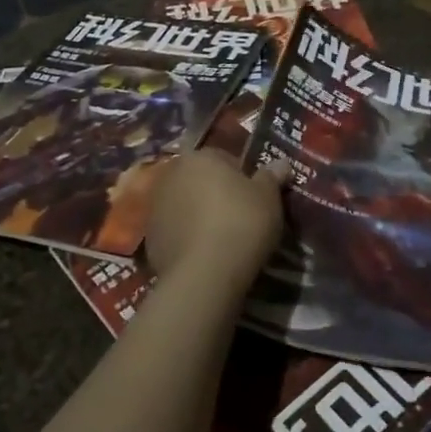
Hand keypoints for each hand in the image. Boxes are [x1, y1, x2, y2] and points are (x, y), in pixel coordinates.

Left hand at [144, 149, 287, 297]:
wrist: (204, 274)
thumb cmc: (241, 223)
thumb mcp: (268, 197)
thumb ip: (272, 176)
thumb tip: (281, 163)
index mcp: (200, 157)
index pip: (224, 157)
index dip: (242, 176)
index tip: (255, 197)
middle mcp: (171, 174)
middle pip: (200, 180)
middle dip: (216, 194)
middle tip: (240, 217)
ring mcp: (155, 206)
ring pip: (185, 205)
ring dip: (199, 215)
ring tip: (222, 239)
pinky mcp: (149, 238)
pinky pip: (175, 231)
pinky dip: (187, 238)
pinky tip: (205, 255)